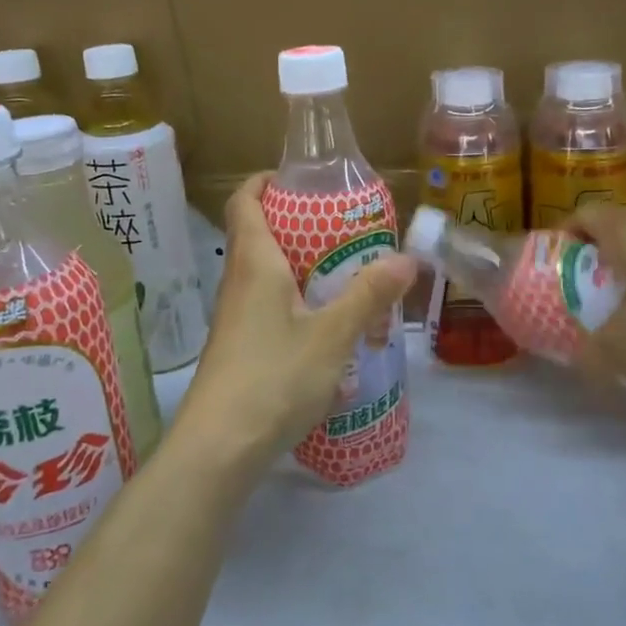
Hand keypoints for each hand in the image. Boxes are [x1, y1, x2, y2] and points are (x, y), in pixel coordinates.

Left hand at [175, 174, 416, 467]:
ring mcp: (235, 319)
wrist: (219, 449)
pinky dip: (295, 301)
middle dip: (296, 224)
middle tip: (343, 227)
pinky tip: (327, 326)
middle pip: (257, 235)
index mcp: (254, 264)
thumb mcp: (333, 335)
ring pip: (264, 275)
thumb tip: (407, 259)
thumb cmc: (274, 378)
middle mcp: (237, 283)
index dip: (265, 181)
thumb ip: (369, 296)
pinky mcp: (239, 349)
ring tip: (344, 272)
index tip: (299, 177)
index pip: (244, 201)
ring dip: (298, 266)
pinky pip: (267, 307)